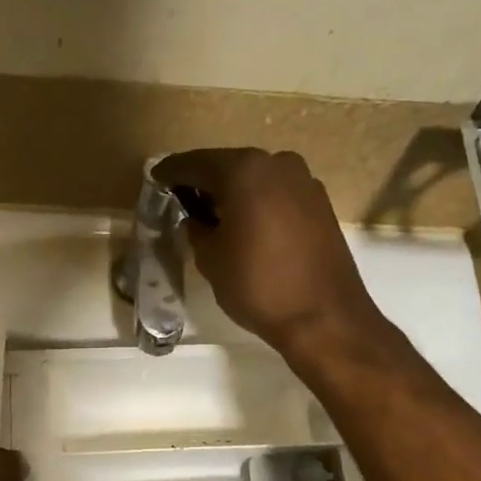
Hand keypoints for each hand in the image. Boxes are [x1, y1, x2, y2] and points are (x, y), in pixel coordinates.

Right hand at [153, 147, 385, 358]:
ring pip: (255, 178)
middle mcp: (277, 163)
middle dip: (203, 181)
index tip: (155, 180)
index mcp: (244, 170)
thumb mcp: (210, 258)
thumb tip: (195, 218)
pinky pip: (277, 193)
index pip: (195, 164)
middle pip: (228, 166)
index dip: (171, 173)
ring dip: (232, 192)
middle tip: (181, 199)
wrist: (324, 317)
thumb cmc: (258, 285)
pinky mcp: (320, 203)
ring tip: (212, 215)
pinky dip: (257, 202)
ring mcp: (304, 181)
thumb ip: (196, 229)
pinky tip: (245, 223)